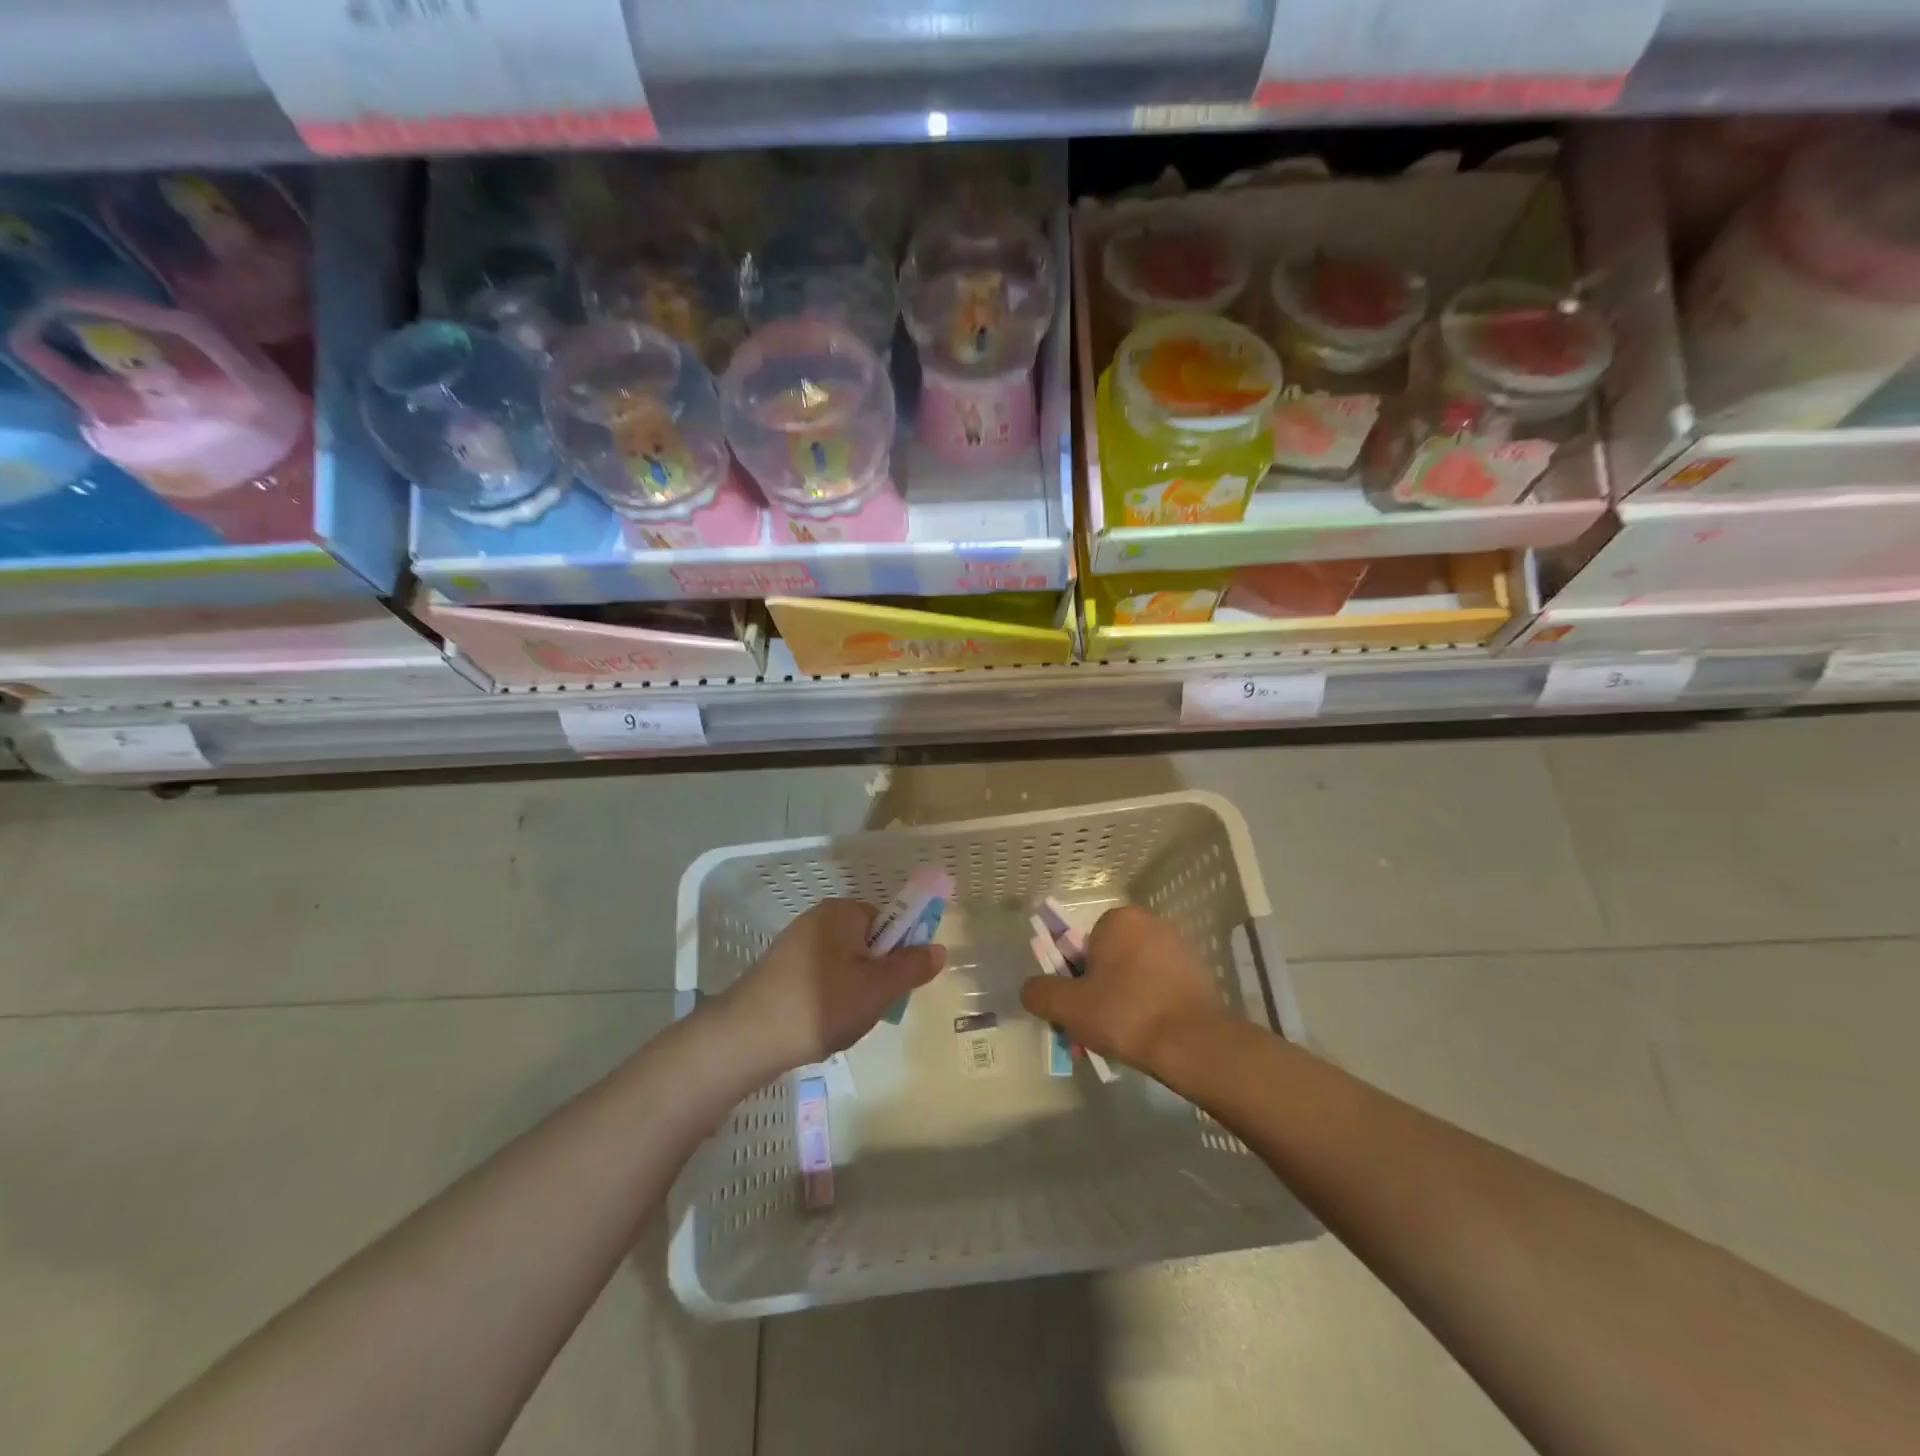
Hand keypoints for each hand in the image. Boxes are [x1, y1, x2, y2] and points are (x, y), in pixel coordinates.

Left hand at [719, 899, 945, 1072]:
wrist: (745, 1037)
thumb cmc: (820, 1004)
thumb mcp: (878, 988)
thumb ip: (912, 967)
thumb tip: (938, 948)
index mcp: (841, 913)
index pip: (887, 922)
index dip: (898, 954)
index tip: (894, 986)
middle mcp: (817, 920)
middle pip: (867, 945)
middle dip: (874, 978)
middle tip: (870, 1009)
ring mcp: (794, 946)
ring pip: (844, 967)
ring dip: (852, 994)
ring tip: (843, 1024)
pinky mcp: (779, 971)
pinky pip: (820, 980)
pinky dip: (827, 1002)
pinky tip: (820, 1027)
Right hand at [1019, 906, 1225, 1069]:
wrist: (1194, 1044)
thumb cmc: (1126, 1014)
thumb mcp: (1069, 1006)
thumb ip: (1041, 993)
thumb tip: (1031, 989)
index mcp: (1120, 920)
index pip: (1083, 945)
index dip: (1074, 979)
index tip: (1077, 1009)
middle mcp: (1151, 925)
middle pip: (1108, 963)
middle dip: (1096, 995)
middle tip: (1093, 1030)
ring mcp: (1179, 950)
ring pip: (1132, 979)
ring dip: (1120, 1005)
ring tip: (1117, 1043)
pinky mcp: (1198, 977)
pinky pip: (1158, 990)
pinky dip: (1147, 1010)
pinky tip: (1145, 1040)